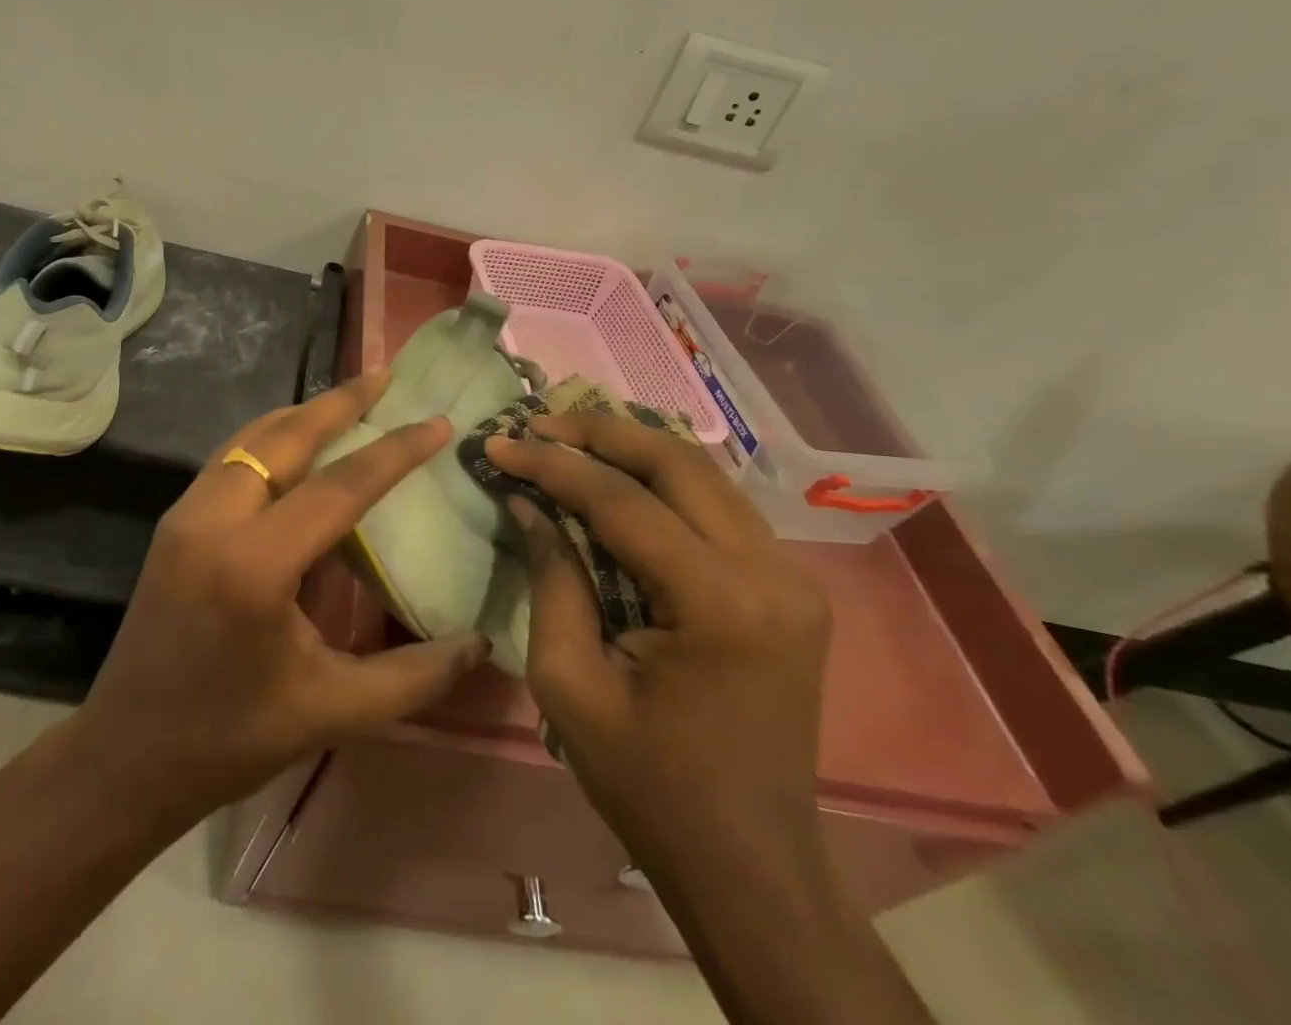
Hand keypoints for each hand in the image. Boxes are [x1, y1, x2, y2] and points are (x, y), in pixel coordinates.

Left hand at [70, 370, 490, 822]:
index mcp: (254, 565)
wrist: (125, 756)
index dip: (394, 451)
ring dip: (301, 414)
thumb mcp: (331, 711)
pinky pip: (229, 458)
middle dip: (339, 402)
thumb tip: (481, 643)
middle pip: (285, 437)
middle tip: (385, 376)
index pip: (339, 486)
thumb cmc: (230, 739)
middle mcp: (214, 520)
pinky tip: (296, 442)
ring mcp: (185, 515)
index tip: (436, 423)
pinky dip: (270, 437)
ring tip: (348, 399)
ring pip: (250, 438)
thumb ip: (412, 676)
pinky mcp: (174, 522)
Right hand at [487, 413, 831, 876]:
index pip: (622, 501)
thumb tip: (529, 502)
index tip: (499, 442)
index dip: (553, 465)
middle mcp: (770, 572)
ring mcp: (791, 577)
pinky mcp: (789, 587)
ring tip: (567, 439)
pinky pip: (717, 507)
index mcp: (720, 604)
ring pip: (704, 474)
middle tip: (538, 423)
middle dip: (599, 432)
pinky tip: (618, 478)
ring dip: (633, 448)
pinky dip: (663, 481)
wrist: (752, 867)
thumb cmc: (650, 786)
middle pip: (678, 462)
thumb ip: (552, 578)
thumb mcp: (570, 685)